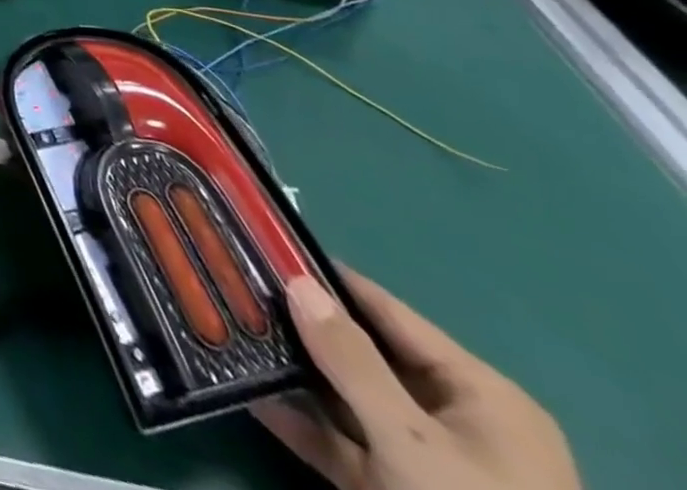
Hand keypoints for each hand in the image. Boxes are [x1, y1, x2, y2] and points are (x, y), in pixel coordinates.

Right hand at [255, 270, 578, 489]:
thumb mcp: (412, 442)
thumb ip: (351, 359)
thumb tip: (297, 282)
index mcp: (480, 396)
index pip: (388, 311)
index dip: (327, 278)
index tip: (262, 245)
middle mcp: (456, 422)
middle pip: (366, 355)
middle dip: (301, 326)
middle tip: (233, 287)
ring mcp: (427, 464)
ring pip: (348, 400)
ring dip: (293, 373)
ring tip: (230, 332)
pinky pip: (344, 445)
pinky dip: (301, 423)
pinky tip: (248, 395)